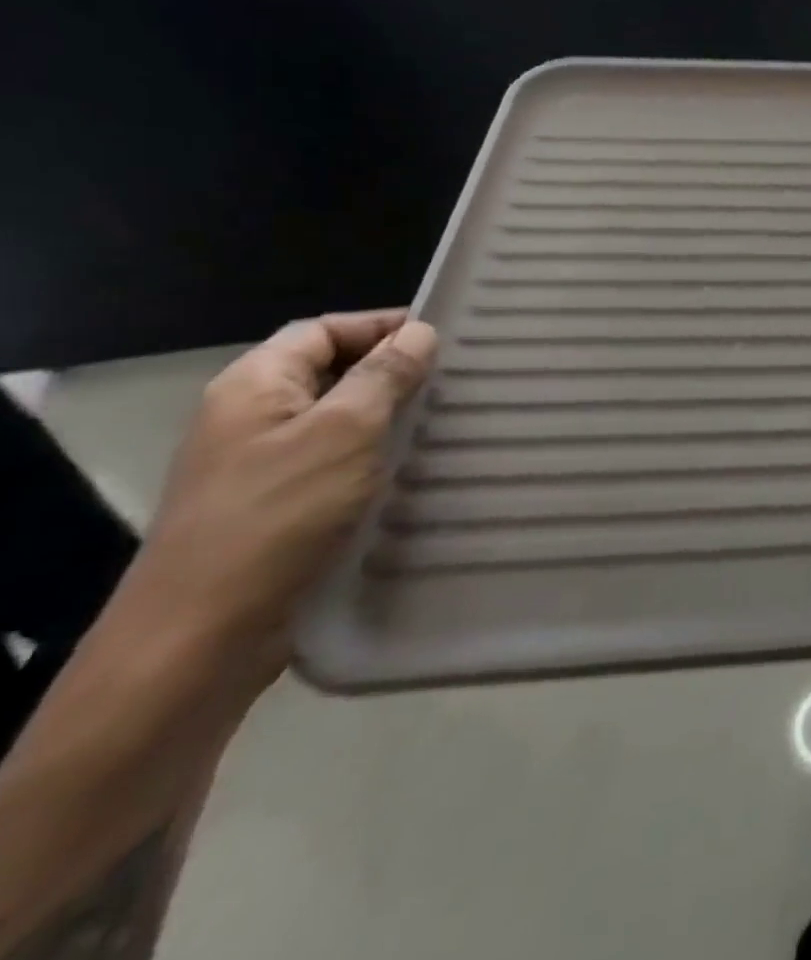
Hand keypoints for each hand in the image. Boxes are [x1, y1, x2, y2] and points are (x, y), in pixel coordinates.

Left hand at [122, 311, 436, 685]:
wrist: (204, 633)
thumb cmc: (277, 515)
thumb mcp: (343, 432)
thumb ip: (384, 376)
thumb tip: (419, 333)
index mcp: (253, 386)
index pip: (322, 330)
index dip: (381, 325)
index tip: (444, 335)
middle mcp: (252, 418)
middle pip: (331, 373)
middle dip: (393, 371)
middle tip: (458, 379)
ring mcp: (263, 466)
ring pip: (340, 421)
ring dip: (391, 417)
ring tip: (450, 420)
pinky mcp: (281, 508)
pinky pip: (339, 463)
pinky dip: (379, 457)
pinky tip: (418, 469)